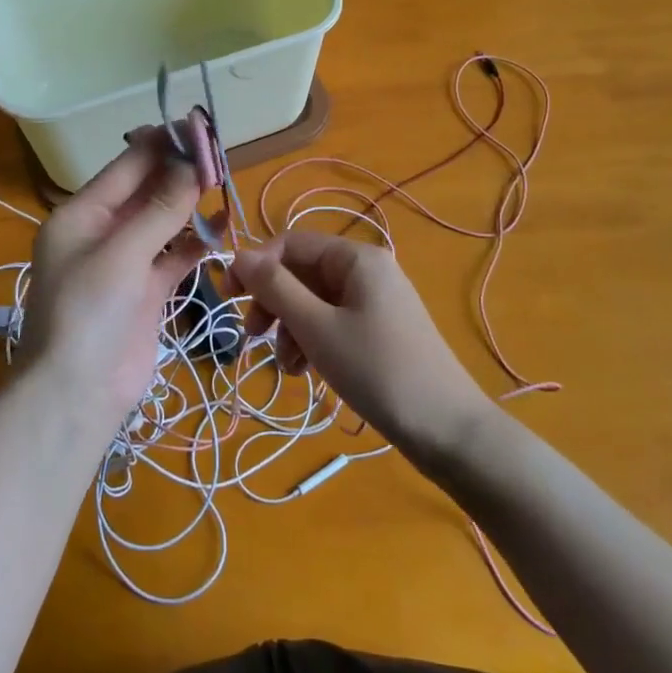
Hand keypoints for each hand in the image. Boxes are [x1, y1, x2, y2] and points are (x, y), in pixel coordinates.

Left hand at [18, 128, 204, 432]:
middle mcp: (102, 232)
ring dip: (189, 205)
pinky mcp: (146, 291)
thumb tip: (191, 163)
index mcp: (81, 215)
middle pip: (145, 191)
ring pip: (163, 222)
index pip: (126, 167)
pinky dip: (196, 243)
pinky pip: (175, 256)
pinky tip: (223, 227)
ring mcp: (125, 262)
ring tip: (223, 182)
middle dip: (179, 173)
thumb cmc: (87, 313)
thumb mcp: (121, 254)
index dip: (162, 146)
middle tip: (220, 154)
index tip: (199, 129)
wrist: (77, 395)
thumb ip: (159, 209)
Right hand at [232, 232, 496, 462]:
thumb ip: (275, 288)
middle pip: (302, 273)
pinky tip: (306, 372)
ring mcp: (376, 300)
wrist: (445, 428)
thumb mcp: (317, 328)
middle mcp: (367, 270)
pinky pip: (333, 322)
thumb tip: (239, 254)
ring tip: (288, 368)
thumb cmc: (376, 370)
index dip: (256, 266)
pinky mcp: (379, 329)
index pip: (291, 244)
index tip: (227, 297)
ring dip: (291, 329)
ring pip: (314, 301)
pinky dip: (313, 341)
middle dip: (274, 304)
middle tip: (254, 337)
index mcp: (356, 258)